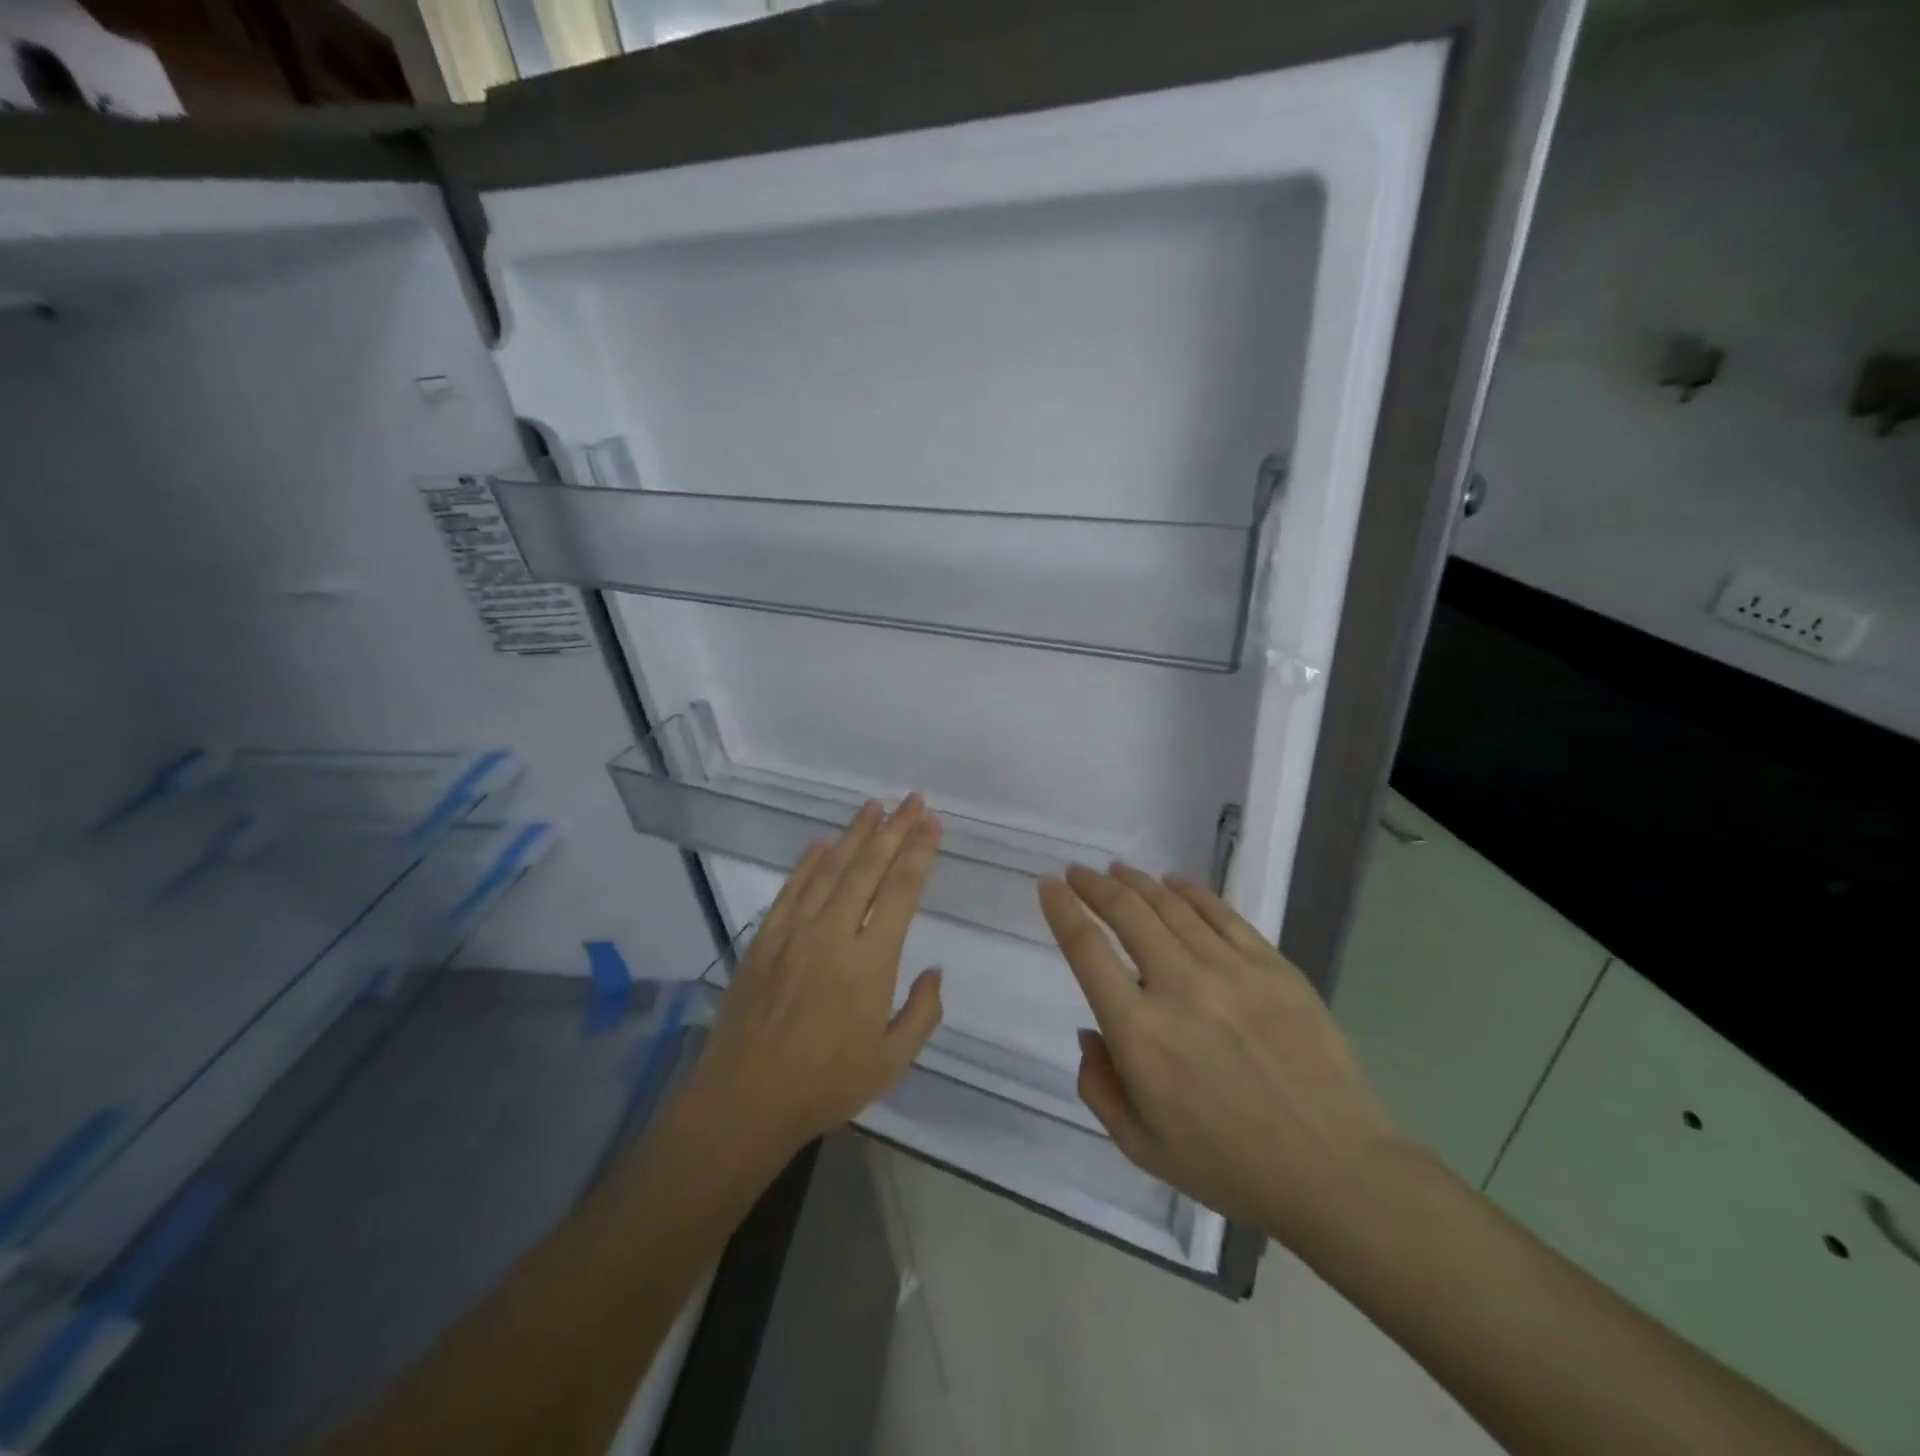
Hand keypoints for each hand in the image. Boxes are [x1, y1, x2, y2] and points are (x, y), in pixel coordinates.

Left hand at [687, 796, 945, 1160]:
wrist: (745, 1100)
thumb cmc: (825, 1084)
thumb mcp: (892, 1061)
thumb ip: (922, 1012)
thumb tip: (933, 971)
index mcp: (870, 962)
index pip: (901, 891)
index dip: (919, 853)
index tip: (932, 824)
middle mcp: (832, 934)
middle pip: (868, 868)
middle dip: (894, 829)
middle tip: (912, 799)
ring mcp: (793, 933)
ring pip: (829, 869)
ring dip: (854, 834)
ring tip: (874, 806)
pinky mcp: (764, 940)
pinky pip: (790, 890)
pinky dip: (807, 862)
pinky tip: (821, 843)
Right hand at [1038, 864, 1405, 1256]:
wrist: (1335, 1170)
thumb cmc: (1229, 1166)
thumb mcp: (1141, 1146)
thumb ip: (1099, 1087)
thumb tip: (1091, 1033)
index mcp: (1139, 1033)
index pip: (1087, 951)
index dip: (1062, 911)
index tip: (1048, 886)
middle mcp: (1178, 987)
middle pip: (1126, 913)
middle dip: (1093, 885)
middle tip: (1077, 872)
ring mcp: (1230, 970)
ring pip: (1171, 906)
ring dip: (1137, 882)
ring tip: (1118, 871)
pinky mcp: (1272, 967)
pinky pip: (1223, 914)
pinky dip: (1191, 892)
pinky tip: (1174, 883)